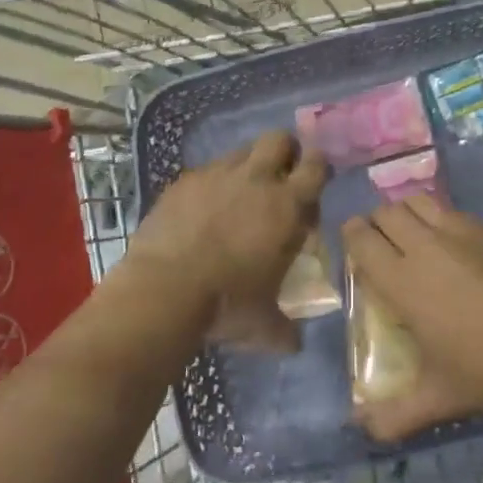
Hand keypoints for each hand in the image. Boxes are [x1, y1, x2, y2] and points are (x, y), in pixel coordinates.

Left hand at [131, 130, 327, 351]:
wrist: (163, 290)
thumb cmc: (226, 304)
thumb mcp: (263, 325)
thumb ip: (284, 329)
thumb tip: (294, 343)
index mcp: (287, 205)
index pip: (317, 166)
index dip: (319, 168)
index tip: (314, 182)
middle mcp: (257, 179)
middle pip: (279, 139)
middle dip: (285, 151)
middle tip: (280, 177)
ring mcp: (217, 174)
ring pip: (241, 151)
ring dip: (248, 165)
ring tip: (239, 193)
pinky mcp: (183, 181)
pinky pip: (206, 171)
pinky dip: (211, 184)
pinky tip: (202, 210)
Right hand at [342, 196, 482, 440]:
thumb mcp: (438, 398)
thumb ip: (394, 415)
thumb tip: (360, 427)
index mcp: (403, 282)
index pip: (362, 240)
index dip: (351, 235)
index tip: (352, 243)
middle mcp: (425, 247)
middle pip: (387, 213)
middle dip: (376, 222)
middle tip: (380, 243)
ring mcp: (460, 232)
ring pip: (417, 202)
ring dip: (406, 213)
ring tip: (411, 234)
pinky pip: (451, 211)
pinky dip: (439, 218)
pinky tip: (452, 243)